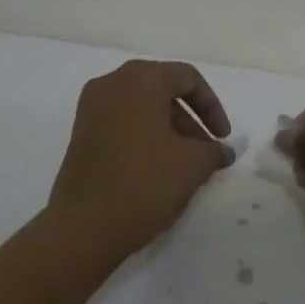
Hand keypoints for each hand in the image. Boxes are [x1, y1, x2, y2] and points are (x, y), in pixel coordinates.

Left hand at [47, 60, 234, 255]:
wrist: (85, 226)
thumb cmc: (145, 183)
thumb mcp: (193, 165)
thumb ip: (214, 150)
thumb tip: (222, 151)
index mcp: (140, 79)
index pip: (187, 78)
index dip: (212, 106)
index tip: (223, 138)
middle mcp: (111, 83)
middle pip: (163, 90)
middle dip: (190, 120)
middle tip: (206, 152)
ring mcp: (91, 109)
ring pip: (142, 109)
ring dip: (169, 131)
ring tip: (186, 166)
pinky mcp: (81, 134)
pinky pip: (122, 124)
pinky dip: (145, 138)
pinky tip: (159, 169)